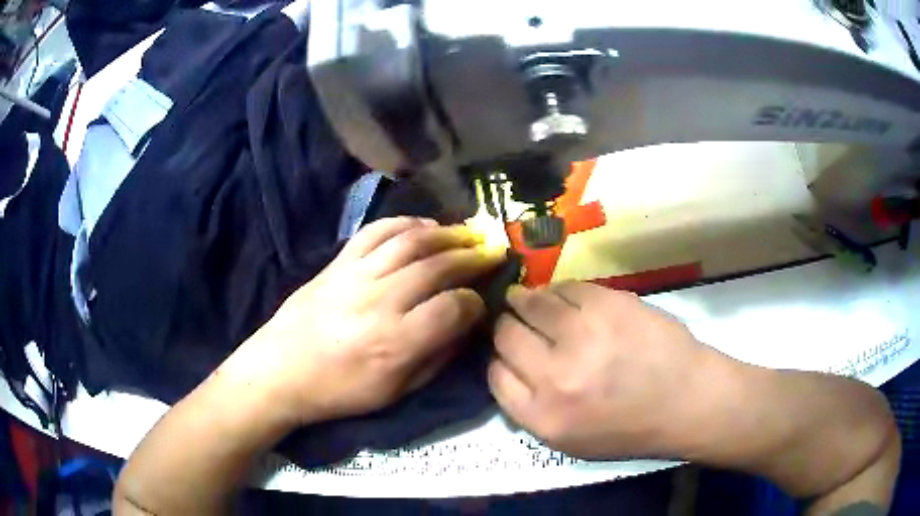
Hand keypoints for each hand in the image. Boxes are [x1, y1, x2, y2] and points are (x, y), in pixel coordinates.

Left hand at [228, 217, 505, 427]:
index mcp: (397, 342)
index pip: (454, 308)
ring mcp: (357, 275)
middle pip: (438, 266)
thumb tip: (464, 325)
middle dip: (472, 257)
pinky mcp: (338, 262)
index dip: (475, 303)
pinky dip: (405, 222)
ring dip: (446, 233)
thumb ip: (435, 358)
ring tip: (467, 232)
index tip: (481, 302)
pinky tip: (423, 225)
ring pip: (411, 241)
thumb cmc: (339, 390)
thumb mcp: (395, 392)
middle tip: (491, 252)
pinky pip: (376, 231)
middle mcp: (381, 301)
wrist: (280, 370)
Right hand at [488, 282, 722, 458]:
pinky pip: (565, 288)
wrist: (687, 401)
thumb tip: (505, 368)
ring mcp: (583, 335)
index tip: (507, 354)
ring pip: (531, 303)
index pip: (494, 375)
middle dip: (506, 327)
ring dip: (524, 300)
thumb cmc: (630, 428)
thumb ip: (530, 409)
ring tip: (526, 298)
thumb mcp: (569, 442)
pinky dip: (557, 291)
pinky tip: (560, 296)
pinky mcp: (607, 304)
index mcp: (543, 416)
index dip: (498, 360)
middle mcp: (555, 375)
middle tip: (514, 321)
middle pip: (505, 335)